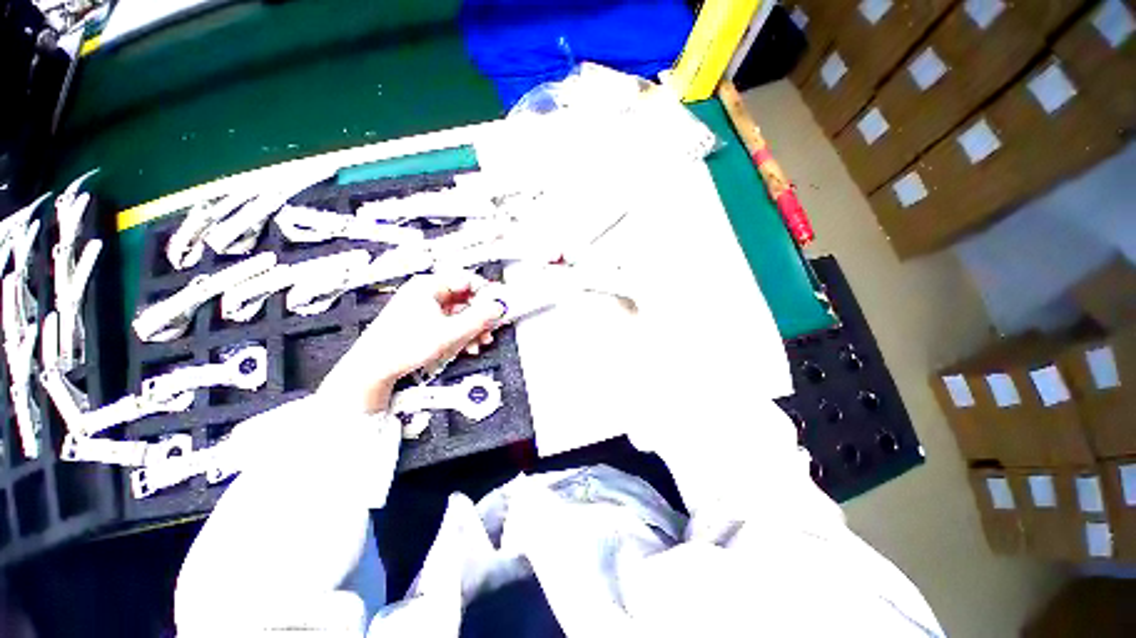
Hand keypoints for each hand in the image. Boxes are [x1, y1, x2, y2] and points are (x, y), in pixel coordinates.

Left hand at [318, 271, 504, 413]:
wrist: (374, 369)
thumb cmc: (398, 348)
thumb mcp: (449, 332)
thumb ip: (479, 318)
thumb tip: (497, 307)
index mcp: (428, 286)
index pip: (467, 280)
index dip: (486, 292)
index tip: (499, 304)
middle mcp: (427, 293)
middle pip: (466, 298)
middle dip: (481, 315)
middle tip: (492, 325)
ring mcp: (425, 308)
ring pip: (460, 312)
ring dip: (474, 327)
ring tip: (481, 340)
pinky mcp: (425, 323)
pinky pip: (452, 322)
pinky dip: (463, 333)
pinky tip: (468, 344)